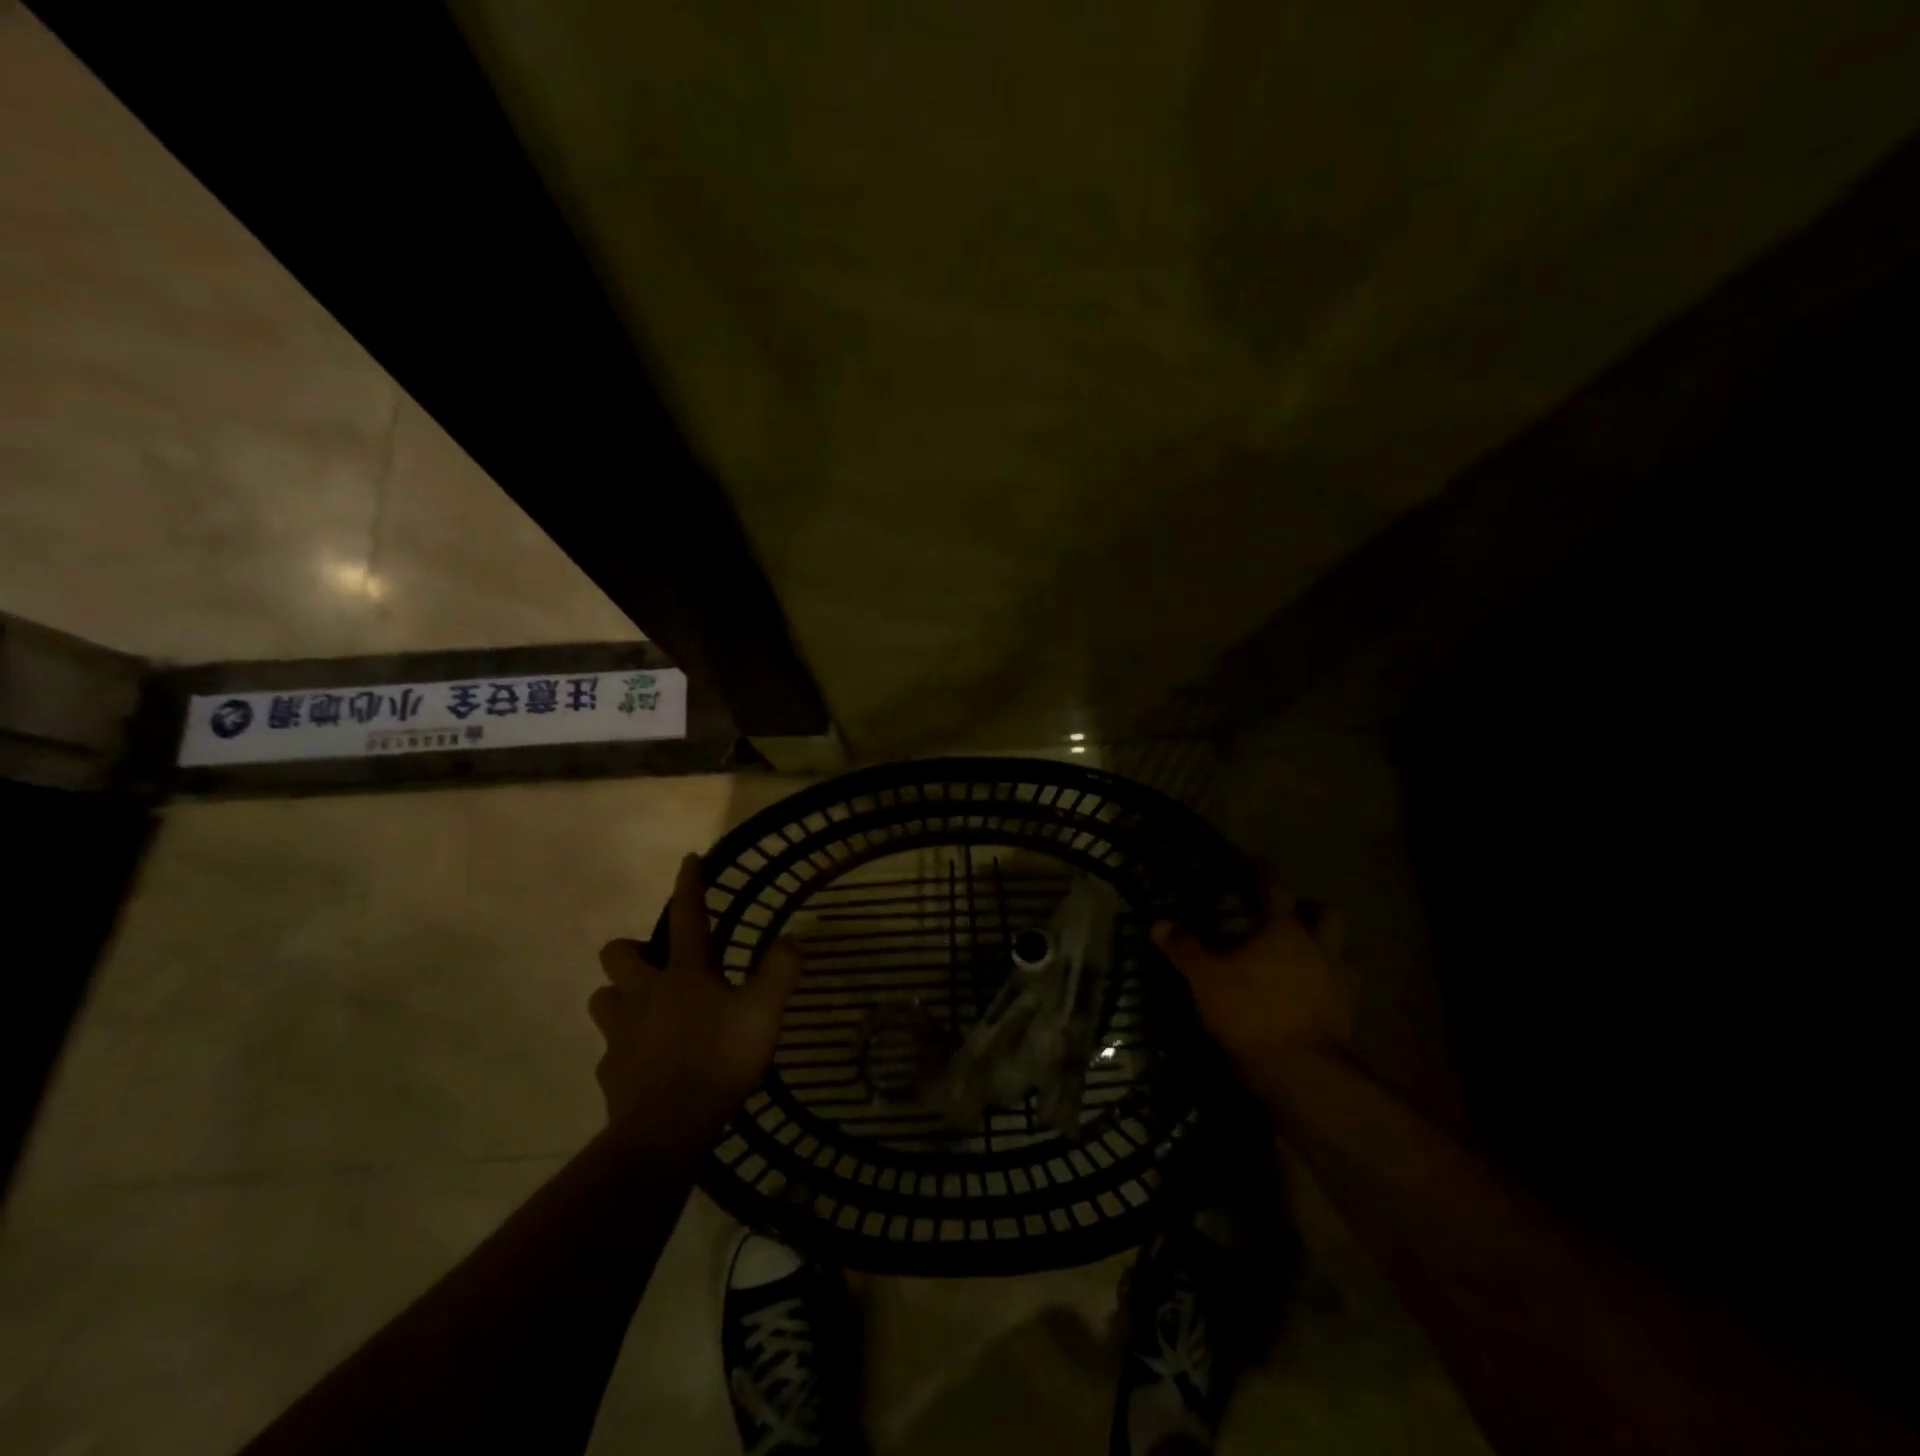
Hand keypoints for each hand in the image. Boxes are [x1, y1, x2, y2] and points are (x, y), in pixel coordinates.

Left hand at [589, 854, 803, 1145]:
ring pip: (603, 998)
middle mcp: (645, 993)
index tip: (688, 859)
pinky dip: (623, 1048)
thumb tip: (793, 936)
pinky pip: (609, 1049)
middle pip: (618, 953)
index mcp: (684, 974)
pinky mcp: (610, 1070)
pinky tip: (644, 1061)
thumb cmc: (719, 1059)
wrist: (666, 1129)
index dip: (689, 885)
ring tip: (645, 1009)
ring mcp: (621, 1032)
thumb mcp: (765, 1012)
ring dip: (620, 996)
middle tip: (658, 965)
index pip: (689, 917)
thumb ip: (781, 971)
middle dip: (632, 950)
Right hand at [1152, 883, 1350, 1098]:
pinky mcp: (1348, 1013)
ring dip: (1326, 947)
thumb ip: (1186, 948)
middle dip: (1309, 908)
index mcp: (1284, 929)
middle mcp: (1319, 946)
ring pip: (1342, 950)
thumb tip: (1160, 923)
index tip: (1255, 860)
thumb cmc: (1252, 1011)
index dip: (1262, 871)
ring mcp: (1340, 981)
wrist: (1302, 1070)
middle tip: (1288, 915)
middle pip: (1325, 913)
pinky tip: (1313, 994)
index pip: (1275, 888)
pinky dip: (1330, 985)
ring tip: (1304, 957)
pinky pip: (1344, 988)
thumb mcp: (1206, 977)